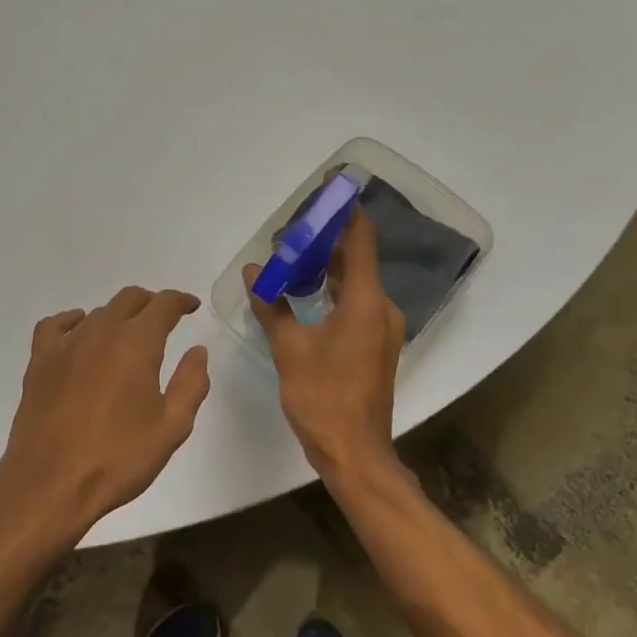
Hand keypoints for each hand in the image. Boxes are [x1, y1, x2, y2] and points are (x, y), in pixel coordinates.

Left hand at [0, 287, 210, 546]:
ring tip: (128, 336)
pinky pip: (57, 326)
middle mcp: (100, 332)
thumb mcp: (172, 427)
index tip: (191, 307)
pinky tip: (79, 334)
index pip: (163, 304)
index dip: (180, 301)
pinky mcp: (40, 362)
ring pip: (98, 312)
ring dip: (118, 316)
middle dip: (151, 303)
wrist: (49, 485)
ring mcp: (65, 345)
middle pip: (129, 299)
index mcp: (137, 344)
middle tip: (164, 320)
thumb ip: (191, 383)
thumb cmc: (118, 459)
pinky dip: (73, 321)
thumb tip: (197, 351)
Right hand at [247, 205, 405, 480]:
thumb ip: (272, 306)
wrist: (355, 453)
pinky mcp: (376, 344)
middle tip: (290, 232)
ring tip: (292, 257)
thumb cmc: (323, 398)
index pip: (359, 239)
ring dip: (327, 266)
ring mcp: (382, 328)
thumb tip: (254, 272)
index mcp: (365, 301)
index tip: (331, 184)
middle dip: (325, 239)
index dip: (345, 208)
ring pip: (356, 281)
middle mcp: (381, 307)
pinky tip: (307, 291)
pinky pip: (356, 302)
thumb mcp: (289, 349)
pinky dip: (333, 289)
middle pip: (357, 258)